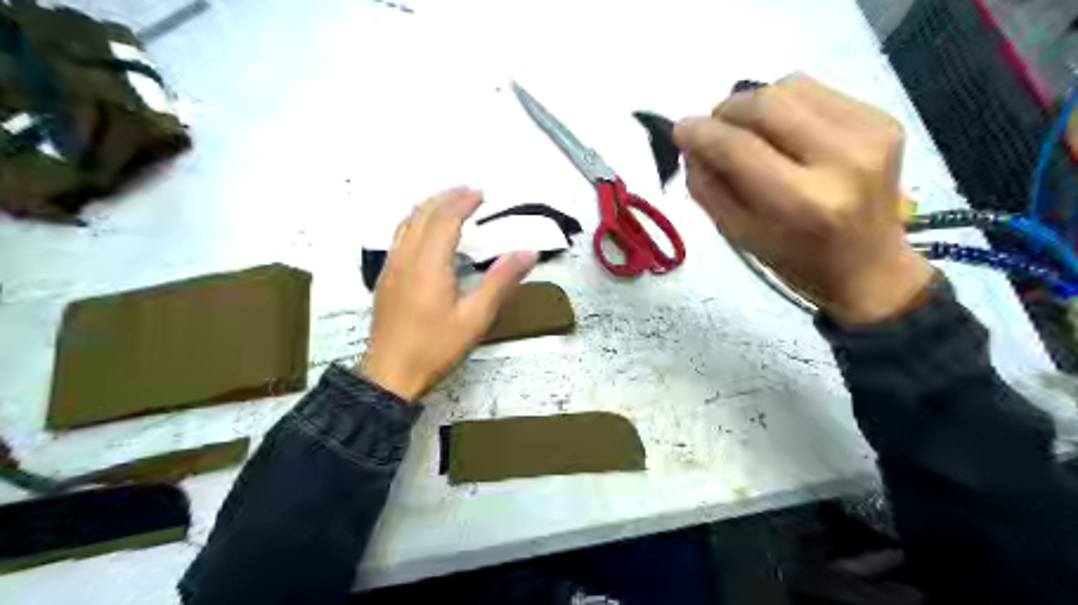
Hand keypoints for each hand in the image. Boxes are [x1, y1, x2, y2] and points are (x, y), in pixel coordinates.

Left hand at [357, 187, 536, 402]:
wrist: (390, 375)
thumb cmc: (435, 348)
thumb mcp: (476, 318)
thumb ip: (501, 282)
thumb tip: (527, 252)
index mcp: (429, 265)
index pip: (444, 220)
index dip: (462, 202)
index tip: (481, 194)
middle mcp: (406, 259)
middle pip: (422, 215)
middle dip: (445, 198)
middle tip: (468, 192)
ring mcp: (391, 269)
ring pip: (405, 224)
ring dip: (428, 208)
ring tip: (448, 204)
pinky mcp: (385, 280)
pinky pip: (399, 238)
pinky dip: (415, 223)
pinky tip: (424, 233)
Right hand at [670, 72, 936, 326]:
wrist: (869, 267)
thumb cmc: (795, 261)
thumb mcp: (739, 235)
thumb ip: (708, 187)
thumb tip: (690, 142)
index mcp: (801, 203)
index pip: (738, 148)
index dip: (701, 133)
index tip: (680, 130)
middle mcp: (841, 160)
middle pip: (765, 104)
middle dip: (726, 111)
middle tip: (713, 130)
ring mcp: (869, 133)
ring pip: (790, 87)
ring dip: (756, 105)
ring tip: (751, 133)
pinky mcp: (882, 118)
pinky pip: (815, 90)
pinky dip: (786, 104)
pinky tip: (784, 131)